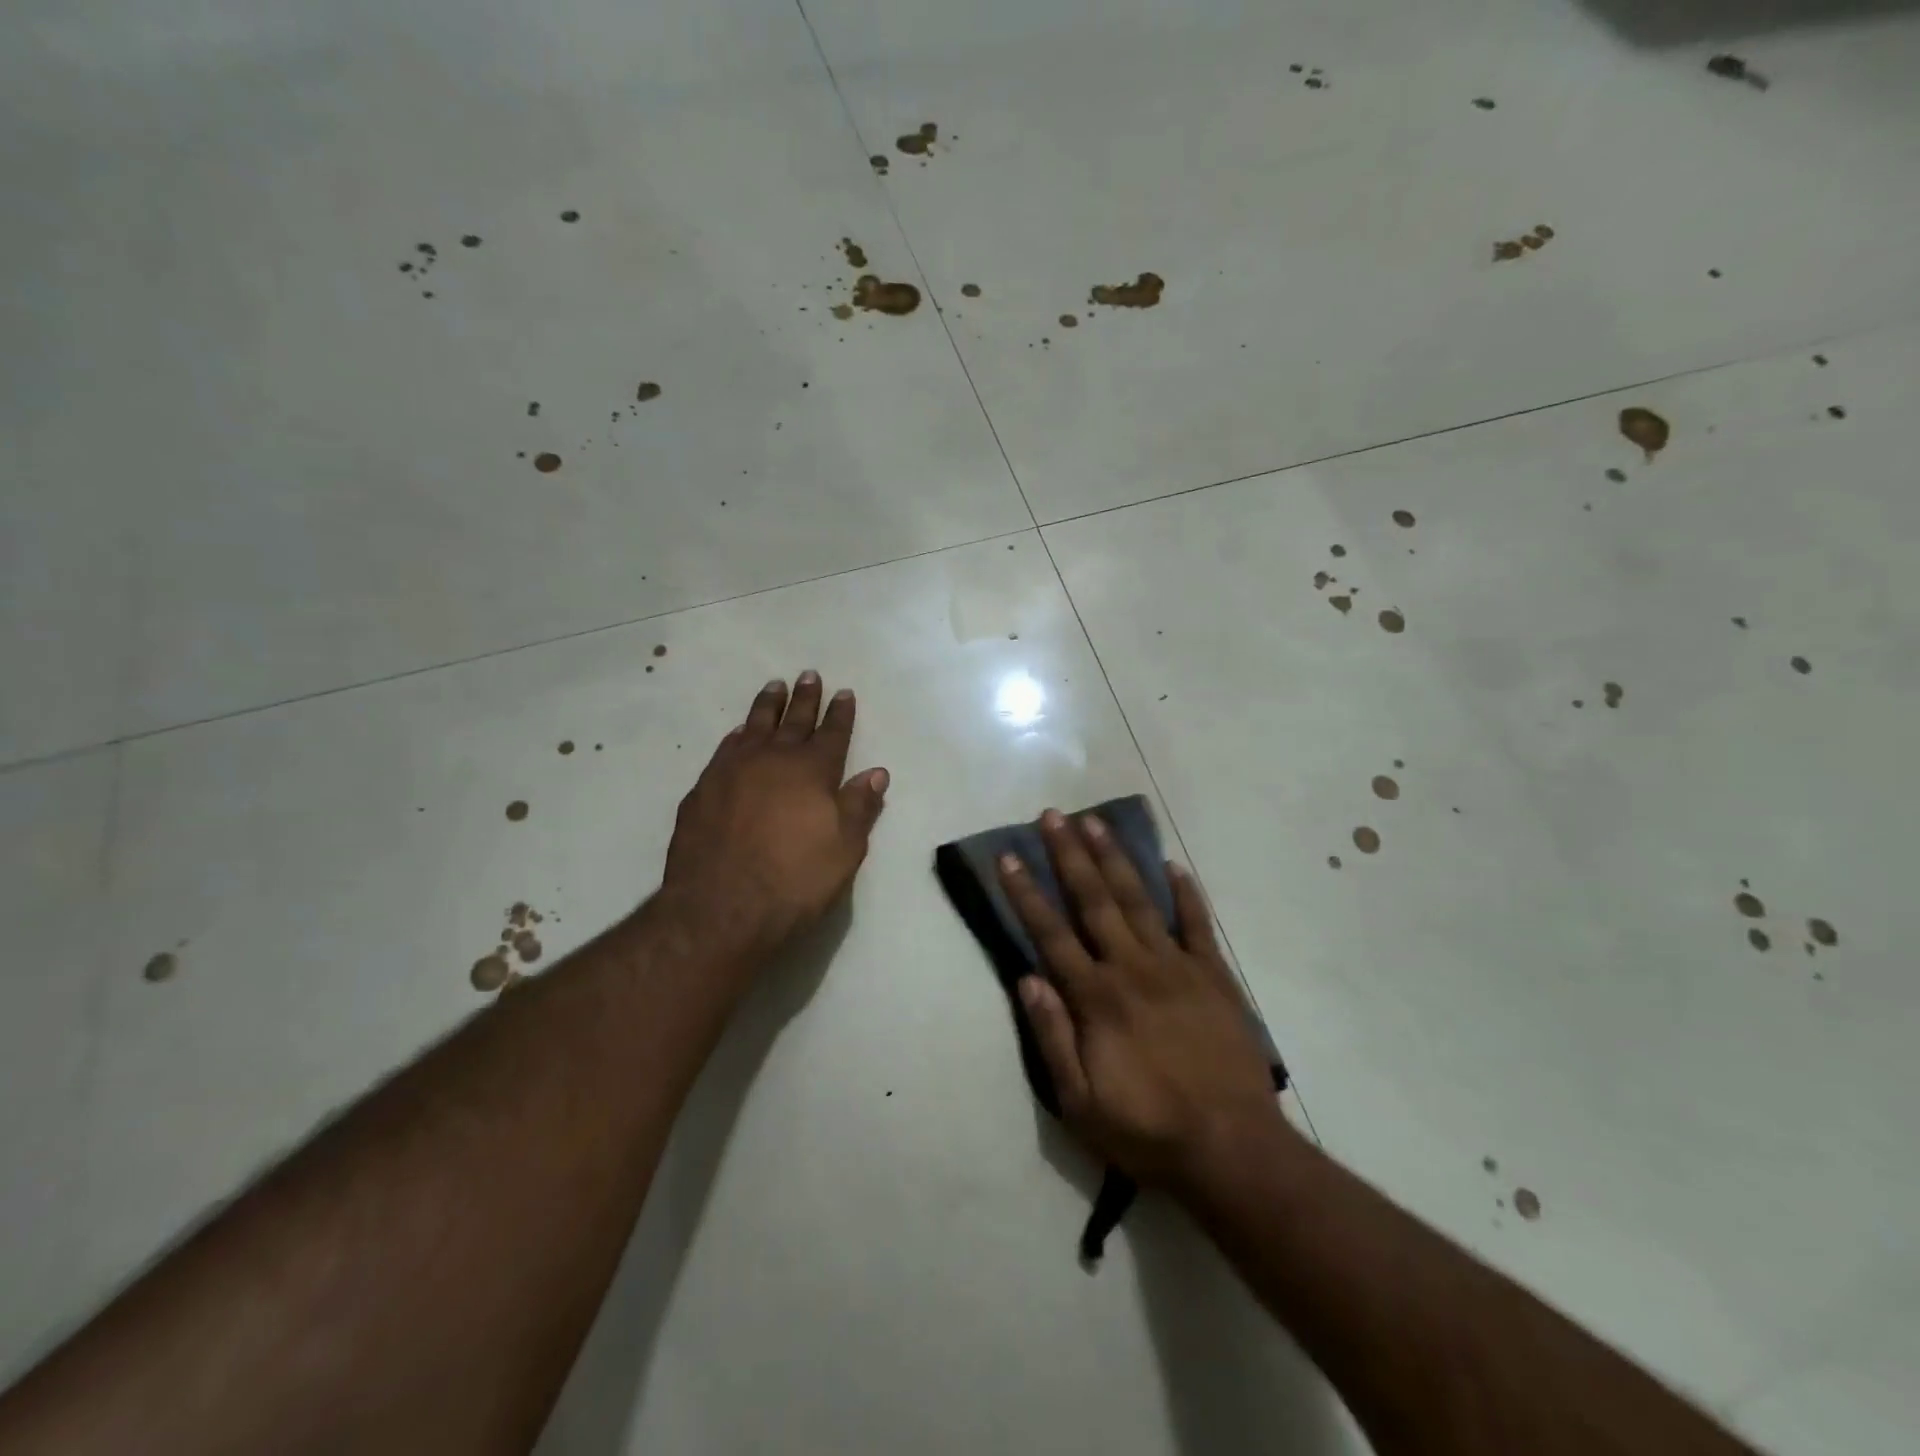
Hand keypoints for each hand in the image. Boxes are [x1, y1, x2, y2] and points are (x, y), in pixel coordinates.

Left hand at [662, 672, 888, 960]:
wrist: (720, 908)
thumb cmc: (794, 881)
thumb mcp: (844, 849)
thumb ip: (859, 806)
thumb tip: (876, 772)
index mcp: (812, 771)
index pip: (832, 733)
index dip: (840, 713)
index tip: (844, 692)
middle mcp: (773, 760)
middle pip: (793, 720)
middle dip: (805, 698)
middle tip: (809, 675)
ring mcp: (733, 771)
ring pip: (754, 726)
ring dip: (767, 706)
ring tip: (774, 687)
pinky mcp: (703, 789)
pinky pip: (725, 750)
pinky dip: (737, 736)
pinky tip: (738, 733)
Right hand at [998, 810, 1287, 1189]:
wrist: (1232, 1149)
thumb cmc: (1147, 1130)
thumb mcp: (1080, 1102)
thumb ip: (1052, 1037)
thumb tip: (1028, 978)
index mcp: (1096, 998)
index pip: (1051, 934)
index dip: (1026, 893)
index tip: (1009, 856)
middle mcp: (1132, 969)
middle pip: (1094, 901)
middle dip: (1069, 856)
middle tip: (1052, 816)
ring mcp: (1177, 968)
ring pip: (1139, 901)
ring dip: (1115, 859)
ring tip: (1096, 823)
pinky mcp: (1214, 977)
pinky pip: (1197, 926)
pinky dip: (1186, 894)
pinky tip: (1174, 866)